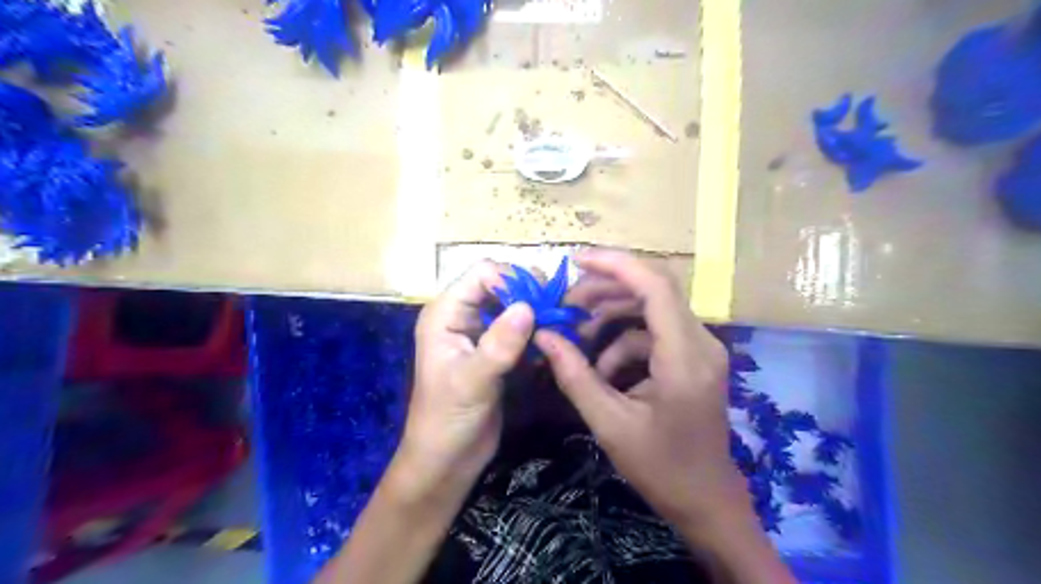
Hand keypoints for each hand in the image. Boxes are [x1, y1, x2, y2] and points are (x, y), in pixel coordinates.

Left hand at [399, 262, 536, 493]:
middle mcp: (462, 315)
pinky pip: (520, 328)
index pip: (482, 274)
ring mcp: (480, 332)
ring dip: (537, 312)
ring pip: (513, 306)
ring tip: (560, 325)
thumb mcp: (472, 382)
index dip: (512, 280)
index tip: (541, 303)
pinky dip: (537, 331)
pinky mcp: (495, 350)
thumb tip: (528, 307)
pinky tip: (553, 342)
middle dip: (529, 294)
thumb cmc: (448, 421)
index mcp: (446, 313)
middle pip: (501, 285)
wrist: (447, 460)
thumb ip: (498, 345)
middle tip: (556, 313)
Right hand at [536, 252, 747, 529]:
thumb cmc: (661, 467)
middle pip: (654, 289)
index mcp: (684, 357)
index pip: (655, 286)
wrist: (706, 499)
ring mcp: (702, 348)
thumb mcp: (609, 423)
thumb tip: (544, 336)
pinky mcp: (695, 357)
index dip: (616, 265)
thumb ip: (574, 375)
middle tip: (567, 304)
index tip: (577, 261)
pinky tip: (604, 367)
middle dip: (606, 290)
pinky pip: (656, 331)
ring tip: (578, 335)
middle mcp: (701, 342)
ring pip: (653, 308)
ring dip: (613, 315)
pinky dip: (626, 340)